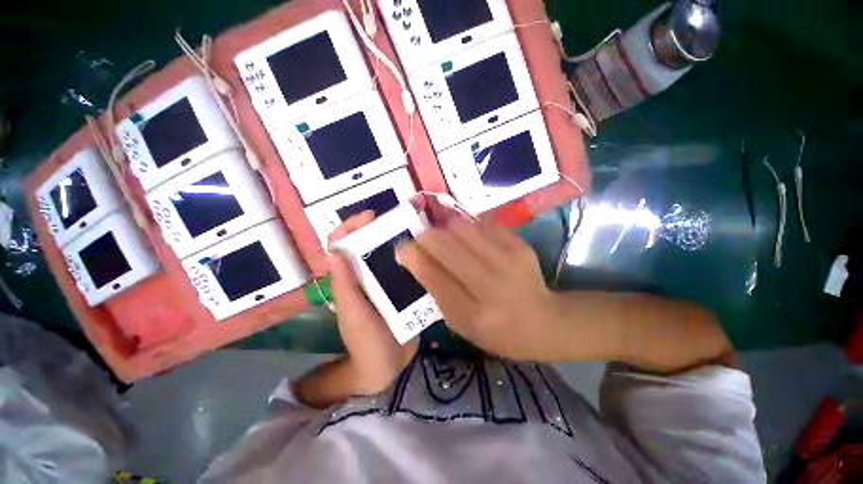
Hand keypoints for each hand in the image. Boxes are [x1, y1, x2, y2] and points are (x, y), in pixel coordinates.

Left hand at [328, 211, 417, 394]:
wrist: (388, 366)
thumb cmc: (366, 342)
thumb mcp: (354, 314)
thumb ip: (345, 286)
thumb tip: (336, 250)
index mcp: (349, 279)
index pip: (341, 245)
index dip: (351, 226)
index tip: (371, 216)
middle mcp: (365, 275)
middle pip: (368, 243)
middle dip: (382, 227)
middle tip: (404, 218)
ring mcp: (384, 281)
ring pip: (389, 252)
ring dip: (400, 238)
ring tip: (419, 229)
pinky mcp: (401, 288)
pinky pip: (405, 266)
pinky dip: (413, 256)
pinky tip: (428, 251)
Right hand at [396, 215, 565, 361]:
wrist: (544, 321)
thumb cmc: (496, 330)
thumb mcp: (461, 323)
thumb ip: (437, 291)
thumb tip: (415, 256)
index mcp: (473, 314)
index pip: (433, 276)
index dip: (413, 257)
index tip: (403, 247)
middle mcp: (491, 285)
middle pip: (446, 246)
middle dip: (426, 236)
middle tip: (420, 235)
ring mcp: (509, 260)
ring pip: (462, 228)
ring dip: (445, 227)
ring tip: (443, 234)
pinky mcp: (519, 244)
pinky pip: (481, 224)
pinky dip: (467, 227)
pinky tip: (468, 237)